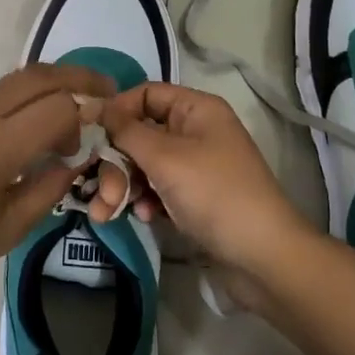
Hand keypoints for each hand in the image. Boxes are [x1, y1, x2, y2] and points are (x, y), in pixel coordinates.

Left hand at [0, 63, 113, 311]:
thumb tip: (74, 156)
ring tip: (36, 135)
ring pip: (1, 86)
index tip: (92, 132)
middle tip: (100, 90)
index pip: (59, 105)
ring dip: (28, 100)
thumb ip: (48, 188)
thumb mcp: (5, 231)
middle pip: (36, 76)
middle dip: (75, 79)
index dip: (86, 113)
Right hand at [97, 82, 314, 273]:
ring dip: (124, 185)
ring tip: (106, 212)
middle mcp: (196, 131)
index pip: (145, 95)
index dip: (116, 111)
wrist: (264, 259)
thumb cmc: (214, 194)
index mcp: (196, 109)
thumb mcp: (165, 158)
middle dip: (116, 162)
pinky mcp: (195, 198)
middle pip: (141, 133)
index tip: (90, 135)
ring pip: (146, 164)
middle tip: (99, 191)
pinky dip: (145, 199)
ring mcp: (196, 166)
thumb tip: (95, 106)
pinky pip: (159, 188)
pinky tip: (142, 216)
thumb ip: (125, 131)